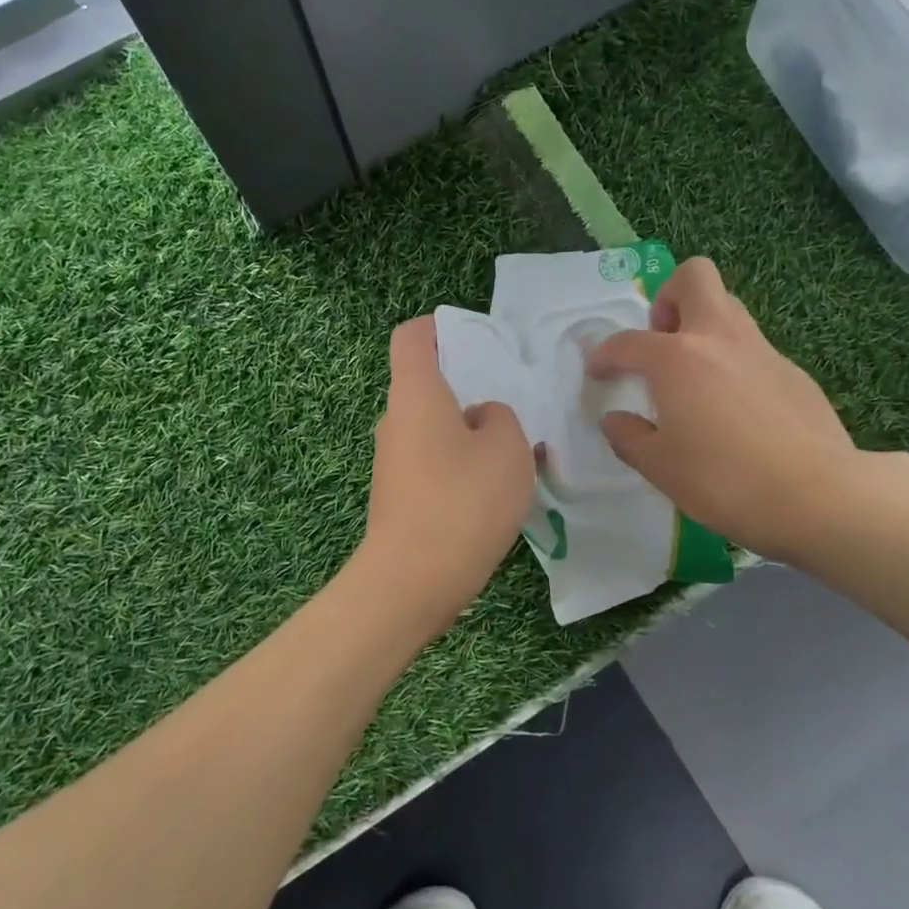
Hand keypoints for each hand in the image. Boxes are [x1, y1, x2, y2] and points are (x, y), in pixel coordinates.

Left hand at [360, 318, 534, 625]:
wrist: (412, 581)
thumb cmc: (462, 500)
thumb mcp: (507, 447)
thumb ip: (500, 418)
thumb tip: (480, 419)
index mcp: (416, 393)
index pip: (413, 336)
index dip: (440, 327)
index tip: (476, 339)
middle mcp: (396, 420)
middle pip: (428, 384)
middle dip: (469, 387)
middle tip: (513, 403)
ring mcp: (393, 460)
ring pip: (436, 427)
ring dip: (471, 432)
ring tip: (515, 452)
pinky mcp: (400, 495)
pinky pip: (434, 462)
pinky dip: (462, 464)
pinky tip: (495, 491)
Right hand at [587, 258, 908, 568]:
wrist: (818, 495)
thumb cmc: (723, 480)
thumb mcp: (661, 467)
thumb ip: (629, 438)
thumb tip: (614, 420)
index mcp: (676, 358)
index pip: (628, 342)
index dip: (605, 355)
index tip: (599, 372)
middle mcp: (719, 339)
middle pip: (694, 278)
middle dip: (669, 297)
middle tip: (662, 342)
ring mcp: (762, 351)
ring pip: (729, 310)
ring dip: (704, 328)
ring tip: (694, 378)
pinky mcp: (794, 373)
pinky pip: (754, 350)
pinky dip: (735, 364)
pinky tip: (737, 411)